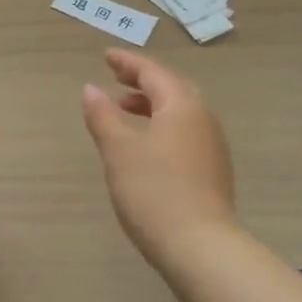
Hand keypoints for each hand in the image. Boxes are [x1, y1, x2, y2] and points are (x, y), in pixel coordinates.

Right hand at [81, 49, 237, 261]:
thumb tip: (90, 89)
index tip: (106, 57)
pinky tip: (145, 143)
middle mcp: (203, 120)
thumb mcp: (118, 150)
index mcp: (182, 107)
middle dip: (143, 81)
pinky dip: (161, 125)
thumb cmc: (152, 190)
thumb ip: (103, 116)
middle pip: (173, 89)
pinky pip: (184, 133)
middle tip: (116, 78)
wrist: (197, 244)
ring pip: (180, 112)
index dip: (128, 62)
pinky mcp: (210, 170)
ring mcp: (211, 146)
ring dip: (152, 104)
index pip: (154, 73)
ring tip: (124, 110)